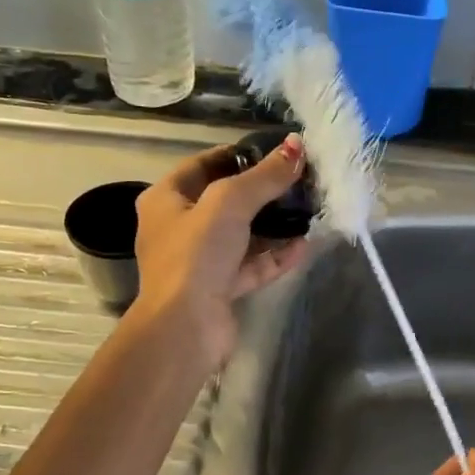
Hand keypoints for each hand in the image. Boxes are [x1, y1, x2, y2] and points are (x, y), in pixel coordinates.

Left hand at [131, 136, 309, 369]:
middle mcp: (179, 228)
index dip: (238, 155)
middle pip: (225, 201)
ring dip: (273, 225)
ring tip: (308, 209)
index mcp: (166, 200)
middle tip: (299, 180)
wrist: (186, 327)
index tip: (275, 152)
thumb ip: (264, 176)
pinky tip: (305, 244)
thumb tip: (297, 147)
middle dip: (262, 191)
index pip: (203, 165)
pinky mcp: (220, 288)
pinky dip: (275, 255)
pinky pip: (251, 265)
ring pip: (242, 235)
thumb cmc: (197, 254)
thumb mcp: (230, 203)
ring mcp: (200, 261)